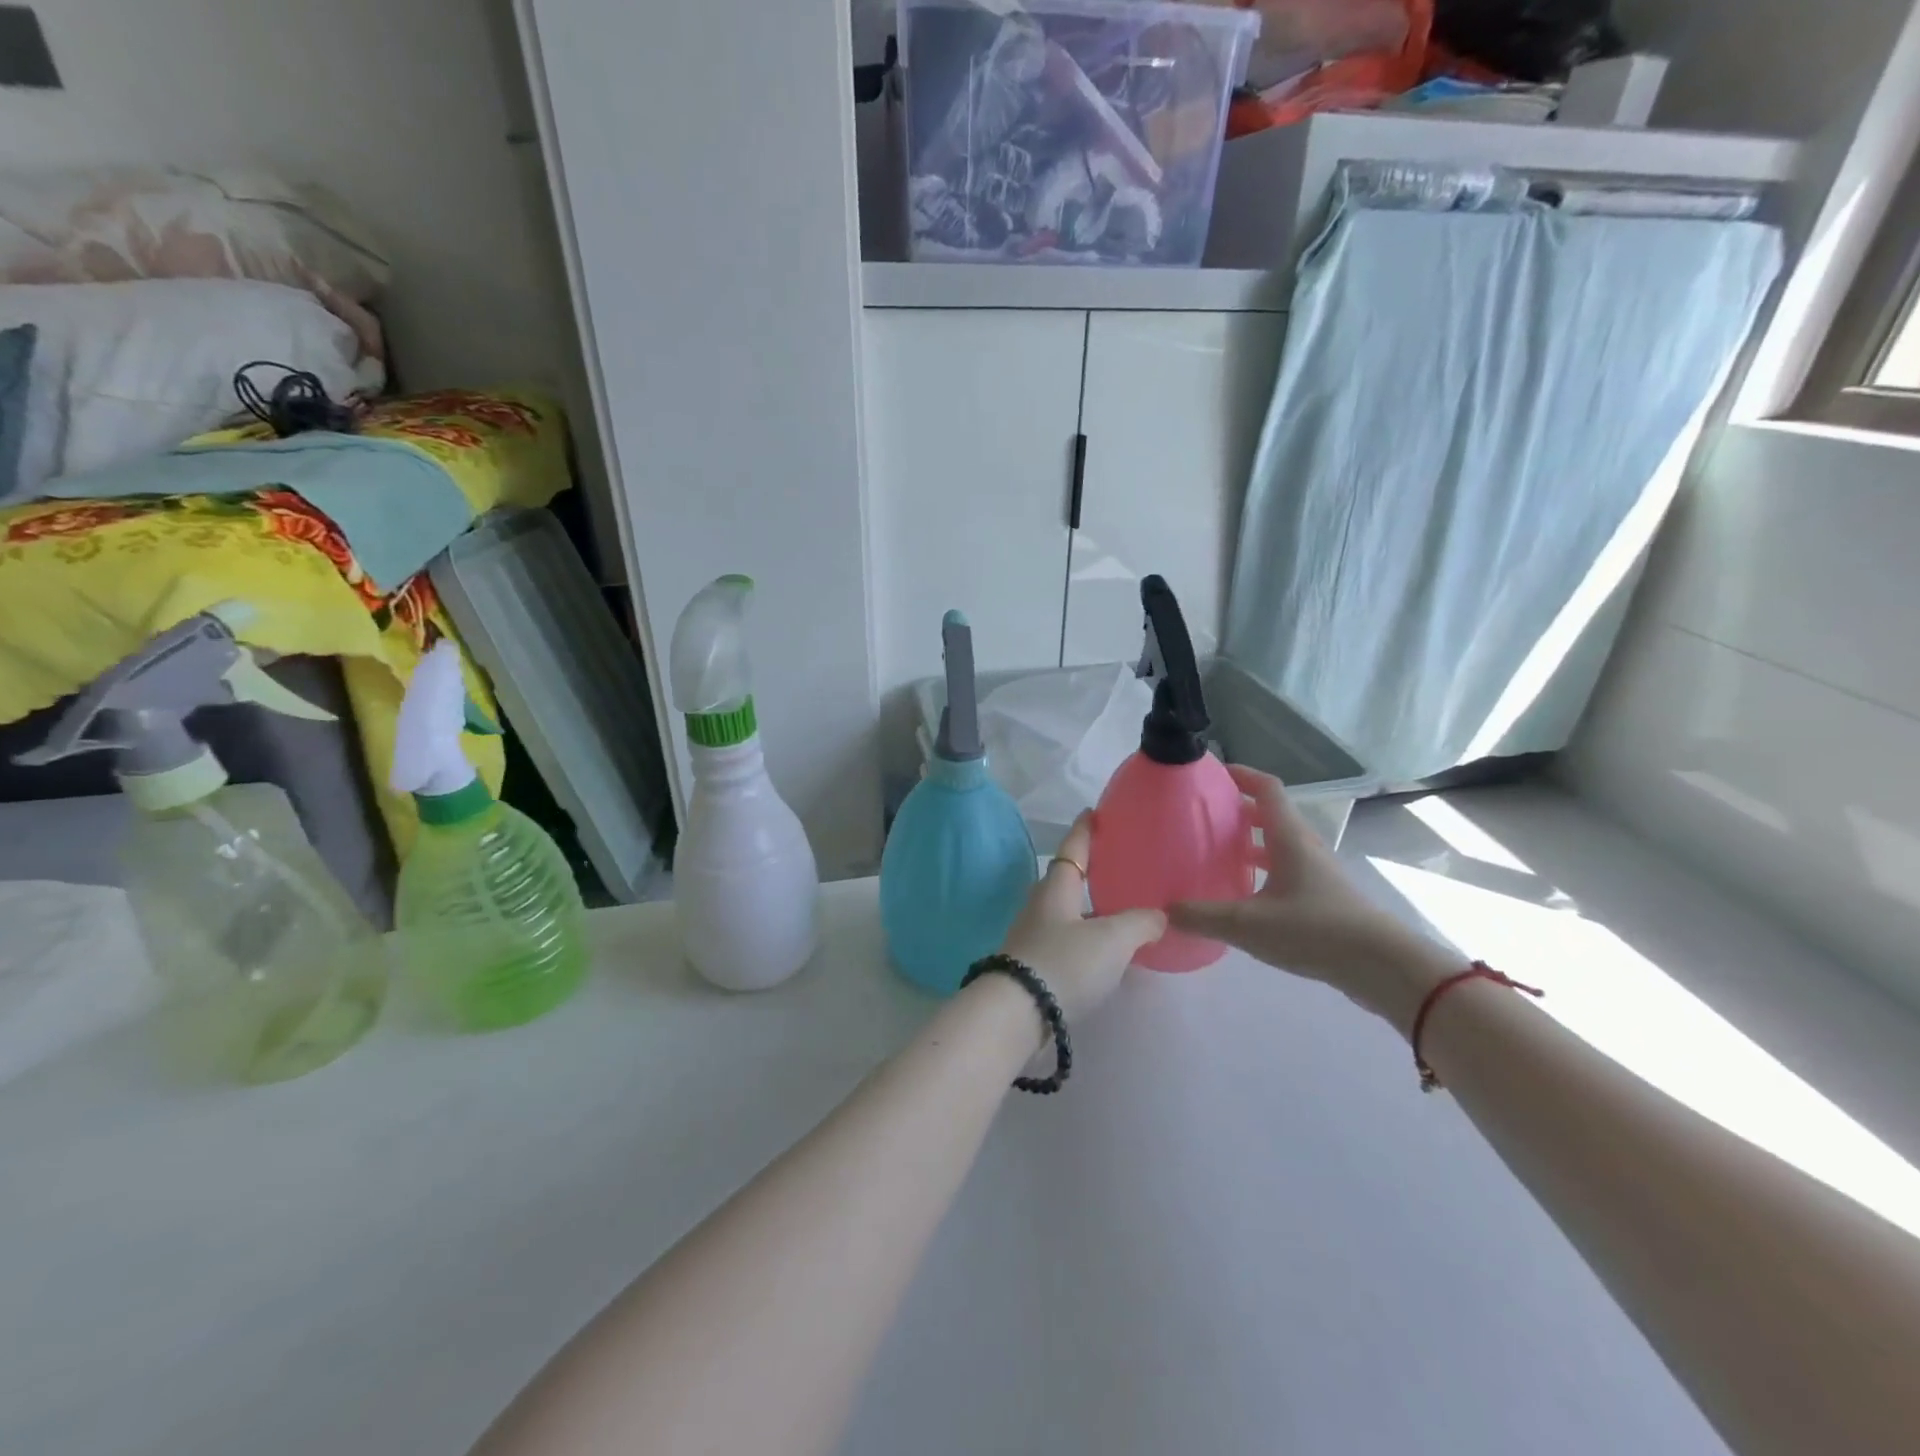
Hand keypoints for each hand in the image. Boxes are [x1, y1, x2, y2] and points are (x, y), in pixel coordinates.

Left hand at [999, 813, 1165, 1025]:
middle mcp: (1042, 907)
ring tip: (1121, 912)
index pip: (1073, 849)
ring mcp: (1035, 937)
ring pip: (1068, 914)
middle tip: (1117, 864)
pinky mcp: (1035, 967)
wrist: (1017, 1014)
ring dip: (1091, 910)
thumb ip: (1140, 923)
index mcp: (1057, 888)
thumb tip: (1159, 915)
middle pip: (1068, 881)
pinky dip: (1087, 940)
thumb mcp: (1111, 939)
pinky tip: (1106, 953)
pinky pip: (1067, 942)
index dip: (1085, 830)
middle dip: (1090, 871)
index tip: (1092, 812)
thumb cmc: (1064, 963)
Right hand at [1169, 766, 1461, 1030]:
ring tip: (1215, 855)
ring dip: (1249, 843)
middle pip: (1270, 815)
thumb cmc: (1315, 931)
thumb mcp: (1248, 925)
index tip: (1211, 773)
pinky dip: (1261, 871)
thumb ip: (1202, 916)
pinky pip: (1285, 871)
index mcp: (1289, 838)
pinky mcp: (1322, 899)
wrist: (1383, 967)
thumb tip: (1162, 911)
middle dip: (1237, 810)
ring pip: (1278, 845)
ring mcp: (1316, 874)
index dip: (1241, 774)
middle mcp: (1304, 848)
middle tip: (1202, 817)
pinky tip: (1242, 896)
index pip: (1267, 789)